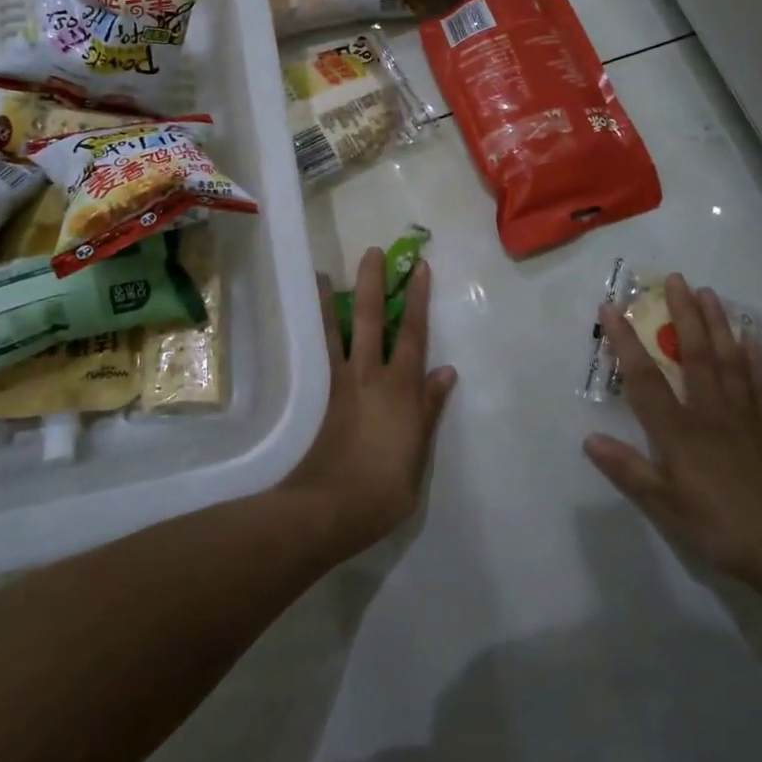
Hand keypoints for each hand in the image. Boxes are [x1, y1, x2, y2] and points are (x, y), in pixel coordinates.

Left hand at [284, 250, 457, 558]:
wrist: (328, 509)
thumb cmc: (383, 491)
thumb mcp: (418, 456)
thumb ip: (429, 411)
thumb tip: (446, 371)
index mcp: (401, 391)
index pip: (413, 335)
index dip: (417, 300)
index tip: (419, 269)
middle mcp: (371, 377)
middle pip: (372, 321)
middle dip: (375, 284)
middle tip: (373, 252)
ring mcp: (343, 385)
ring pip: (339, 332)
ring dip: (336, 301)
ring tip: (326, 274)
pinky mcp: (323, 398)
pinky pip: (322, 355)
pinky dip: (319, 332)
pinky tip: (315, 321)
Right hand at [584, 274, 761, 591]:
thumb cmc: (722, 529)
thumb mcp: (667, 507)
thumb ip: (629, 471)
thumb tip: (589, 439)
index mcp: (680, 433)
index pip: (645, 379)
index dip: (625, 341)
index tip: (613, 307)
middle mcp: (711, 413)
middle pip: (695, 355)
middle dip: (683, 315)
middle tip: (676, 279)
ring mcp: (748, 417)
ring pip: (730, 361)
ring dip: (718, 324)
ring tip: (710, 293)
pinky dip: (757, 358)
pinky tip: (752, 338)